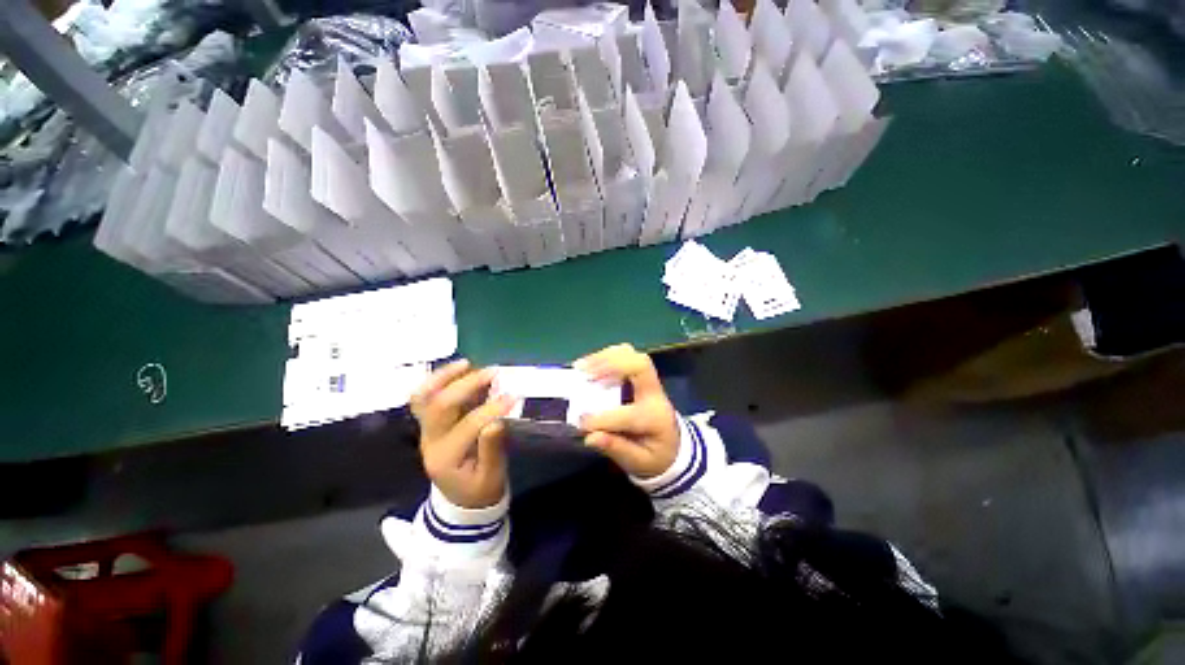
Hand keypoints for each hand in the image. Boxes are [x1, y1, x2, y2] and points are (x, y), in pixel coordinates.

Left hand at [410, 360, 514, 508]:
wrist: (461, 500)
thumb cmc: (480, 488)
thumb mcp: (492, 476)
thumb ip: (492, 449)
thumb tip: (496, 421)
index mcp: (446, 458)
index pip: (468, 426)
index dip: (491, 409)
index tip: (513, 396)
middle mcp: (431, 440)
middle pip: (440, 406)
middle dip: (467, 385)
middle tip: (493, 373)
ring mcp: (427, 430)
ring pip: (424, 398)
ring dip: (444, 377)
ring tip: (467, 363)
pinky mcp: (430, 422)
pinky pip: (425, 397)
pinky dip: (439, 380)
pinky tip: (459, 369)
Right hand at [575, 344, 679, 478]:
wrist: (674, 447)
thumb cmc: (655, 457)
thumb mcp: (638, 462)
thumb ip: (616, 449)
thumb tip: (590, 437)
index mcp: (654, 418)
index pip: (628, 414)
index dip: (601, 418)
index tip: (579, 423)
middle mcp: (654, 394)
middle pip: (639, 365)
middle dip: (609, 365)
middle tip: (582, 373)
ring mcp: (649, 381)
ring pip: (632, 355)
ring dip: (604, 357)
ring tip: (582, 366)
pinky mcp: (641, 376)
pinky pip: (626, 356)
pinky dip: (606, 356)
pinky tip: (590, 365)